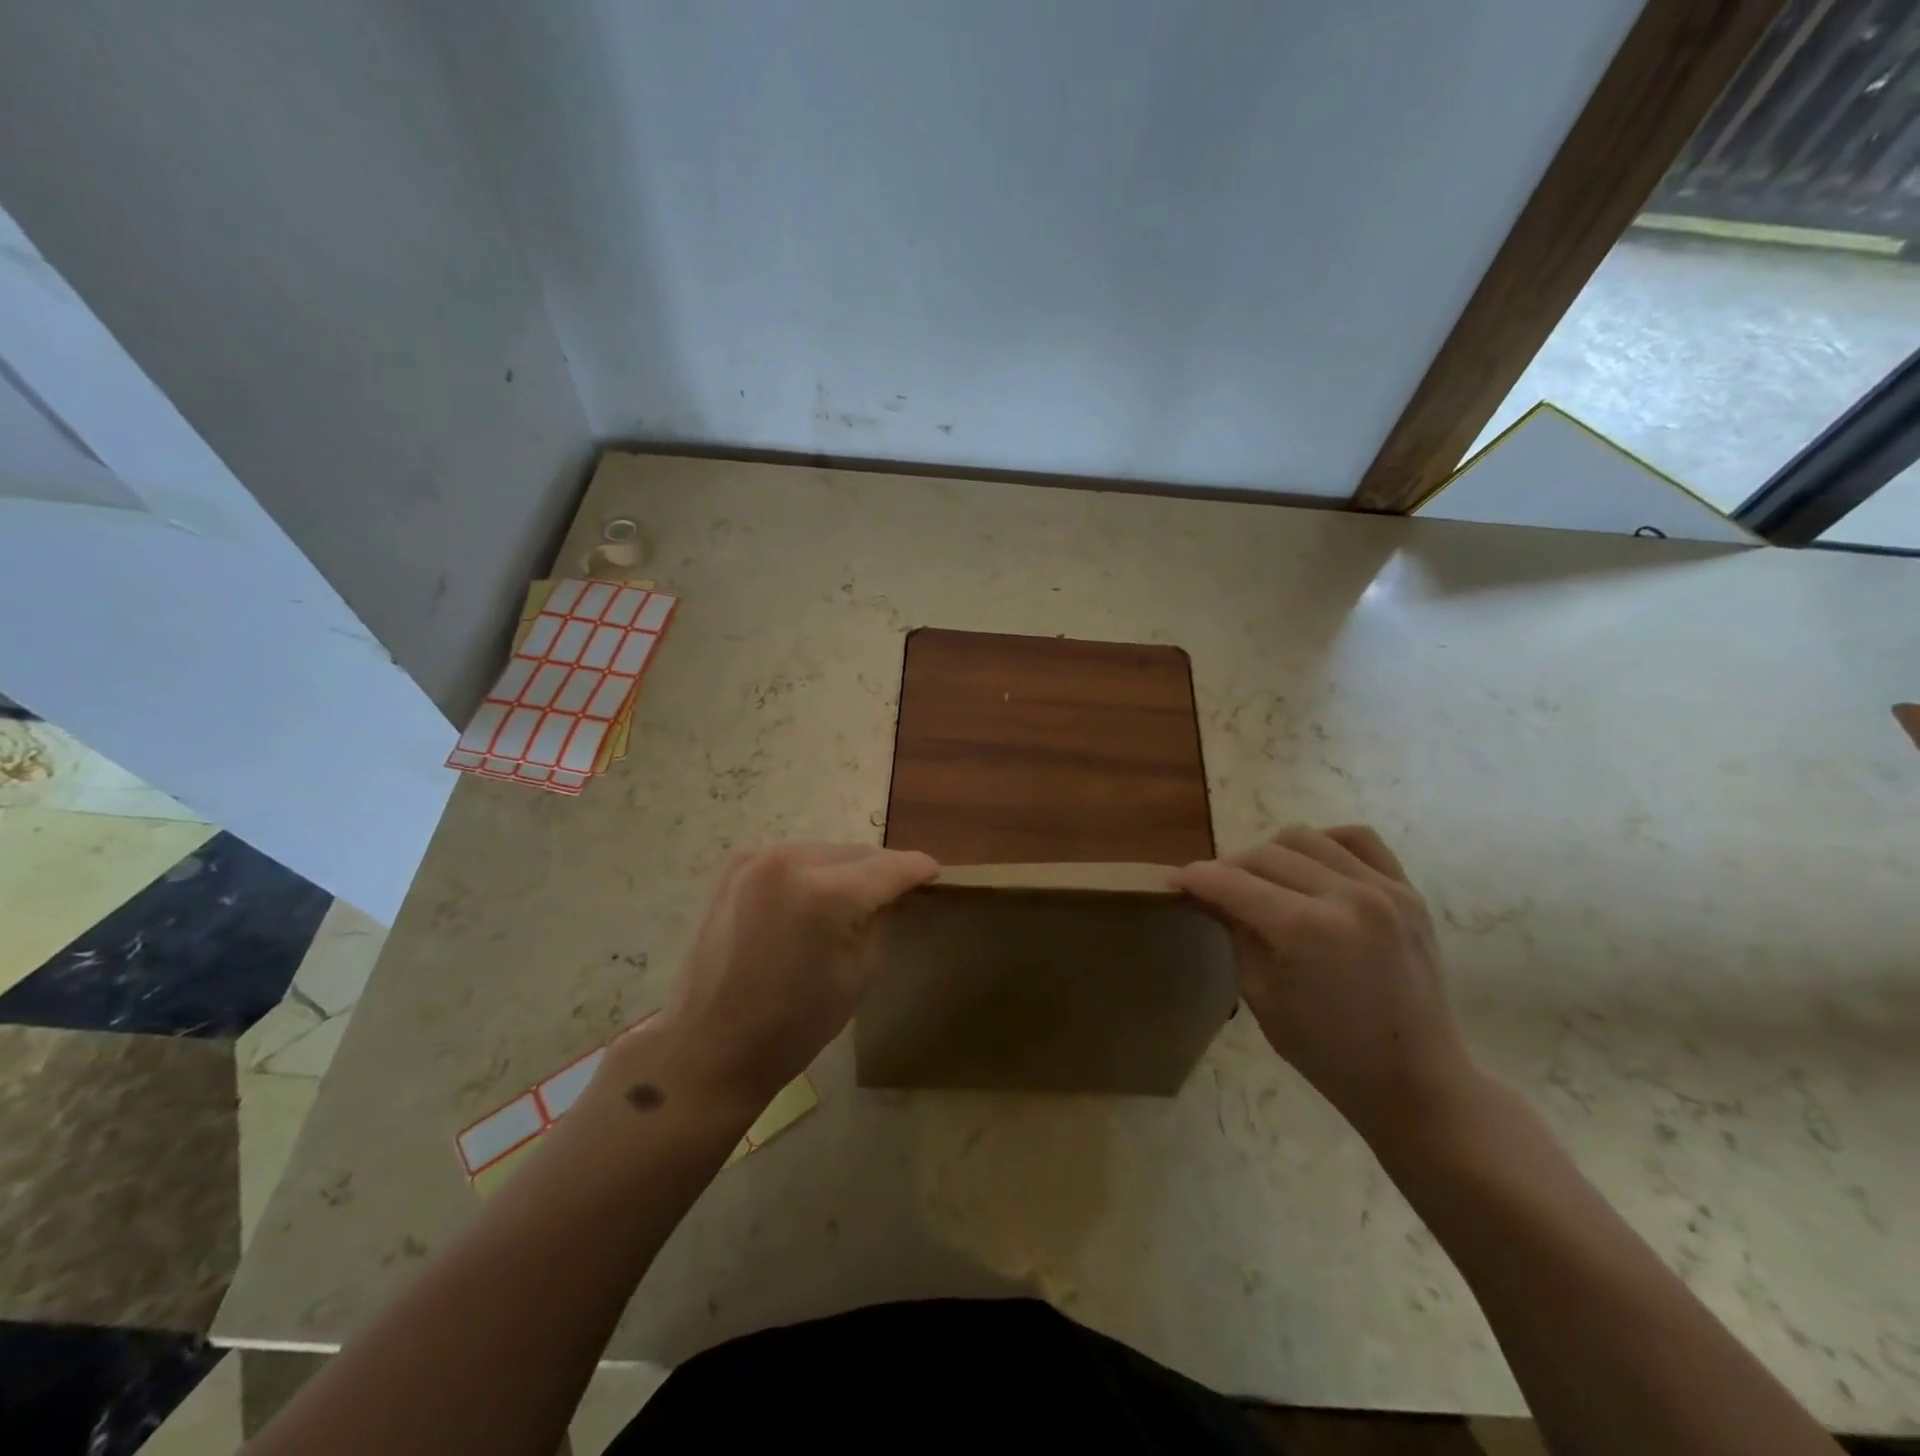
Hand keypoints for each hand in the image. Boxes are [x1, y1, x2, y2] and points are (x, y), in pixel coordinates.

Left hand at [640, 844, 937, 1107]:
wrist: (711, 1046)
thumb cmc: (795, 1024)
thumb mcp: (859, 972)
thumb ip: (879, 918)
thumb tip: (887, 893)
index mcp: (827, 893)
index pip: (890, 867)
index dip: (918, 869)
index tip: (935, 874)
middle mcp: (790, 861)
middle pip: (857, 853)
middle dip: (880, 870)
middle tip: (898, 891)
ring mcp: (757, 859)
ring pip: (824, 852)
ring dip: (845, 870)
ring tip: (853, 897)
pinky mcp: (734, 867)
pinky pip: (791, 859)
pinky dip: (810, 873)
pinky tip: (812, 900)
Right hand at [1173, 825, 1476, 1147]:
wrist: (1415, 1080)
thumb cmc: (1327, 1051)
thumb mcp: (1260, 994)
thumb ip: (1235, 932)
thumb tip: (1210, 894)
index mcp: (1305, 930)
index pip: (1232, 882)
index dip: (1196, 878)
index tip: (1176, 880)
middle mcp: (1346, 896)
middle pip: (1265, 854)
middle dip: (1229, 868)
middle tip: (1215, 888)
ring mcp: (1384, 889)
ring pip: (1305, 838)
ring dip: (1272, 853)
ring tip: (1263, 879)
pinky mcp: (1408, 891)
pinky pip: (1357, 839)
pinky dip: (1325, 844)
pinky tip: (1311, 867)